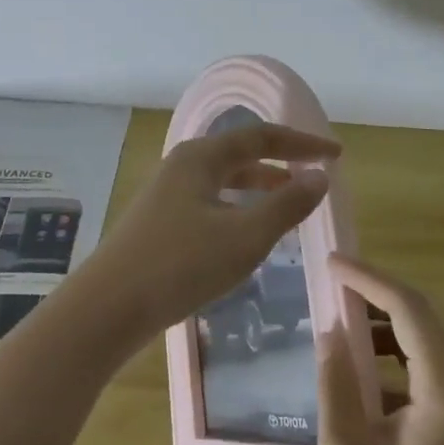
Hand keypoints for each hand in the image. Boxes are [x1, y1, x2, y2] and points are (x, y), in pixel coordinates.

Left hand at [81, 120, 338, 340]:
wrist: (108, 307)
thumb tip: (319, 177)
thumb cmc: (180, 265)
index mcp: (201, 157)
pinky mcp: (160, 222)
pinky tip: (248, 234)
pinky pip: (211, 202)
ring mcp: (167, 195)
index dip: (302, 144)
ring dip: (259, 187)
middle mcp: (183, 166)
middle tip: (314, 178)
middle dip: (280, 163)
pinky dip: (238, 209)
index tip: (335, 155)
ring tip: (289, 204)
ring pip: (224, 180)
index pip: (261, 137)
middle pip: (240, 154)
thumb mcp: (244, 236)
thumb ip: (286, 205)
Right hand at [318, 256, 443, 444]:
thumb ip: (336, 386)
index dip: (368, 279)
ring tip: (339, 314)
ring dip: (384, 314)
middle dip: (376, 289)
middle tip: (332, 281)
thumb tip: (330, 334)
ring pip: (425, 329)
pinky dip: (393, 342)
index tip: (331, 263)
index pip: (407, 308)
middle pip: (421, 310)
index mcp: (443, 385)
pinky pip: (425, 354)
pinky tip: (360, 359)